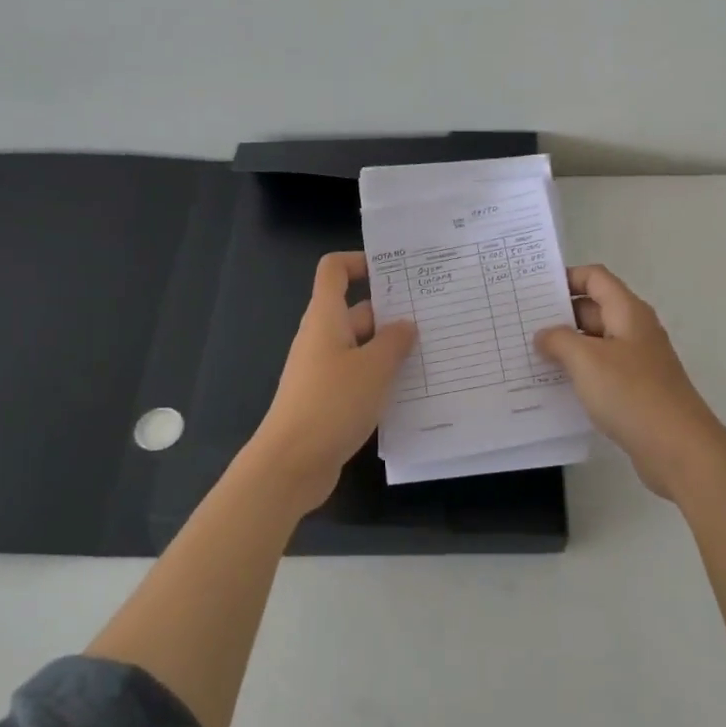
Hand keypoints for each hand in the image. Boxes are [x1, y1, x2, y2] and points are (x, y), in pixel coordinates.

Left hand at [245, 252, 418, 511]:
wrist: (291, 464)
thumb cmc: (332, 403)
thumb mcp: (374, 368)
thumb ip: (394, 342)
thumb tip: (405, 324)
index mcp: (326, 318)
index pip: (334, 270)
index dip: (360, 261)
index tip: (396, 271)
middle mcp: (322, 338)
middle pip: (357, 310)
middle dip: (392, 311)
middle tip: (434, 316)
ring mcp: (324, 369)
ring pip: (362, 346)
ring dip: (391, 348)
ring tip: (432, 352)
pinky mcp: (329, 398)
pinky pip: (359, 375)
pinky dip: (381, 376)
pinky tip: (411, 389)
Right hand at [535, 264, 725, 498]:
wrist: (678, 447)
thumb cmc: (631, 393)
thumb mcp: (586, 360)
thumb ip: (559, 340)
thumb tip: (544, 334)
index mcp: (627, 311)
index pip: (595, 278)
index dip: (566, 277)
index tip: (533, 290)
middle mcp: (634, 330)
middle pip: (593, 308)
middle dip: (559, 314)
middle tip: (521, 325)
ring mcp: (637, 361)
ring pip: (595, 342)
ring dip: (566, 346)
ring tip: (528, 355)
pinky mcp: (636, 389)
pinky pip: (601, 370)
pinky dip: (579, 372)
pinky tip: (554, 386)